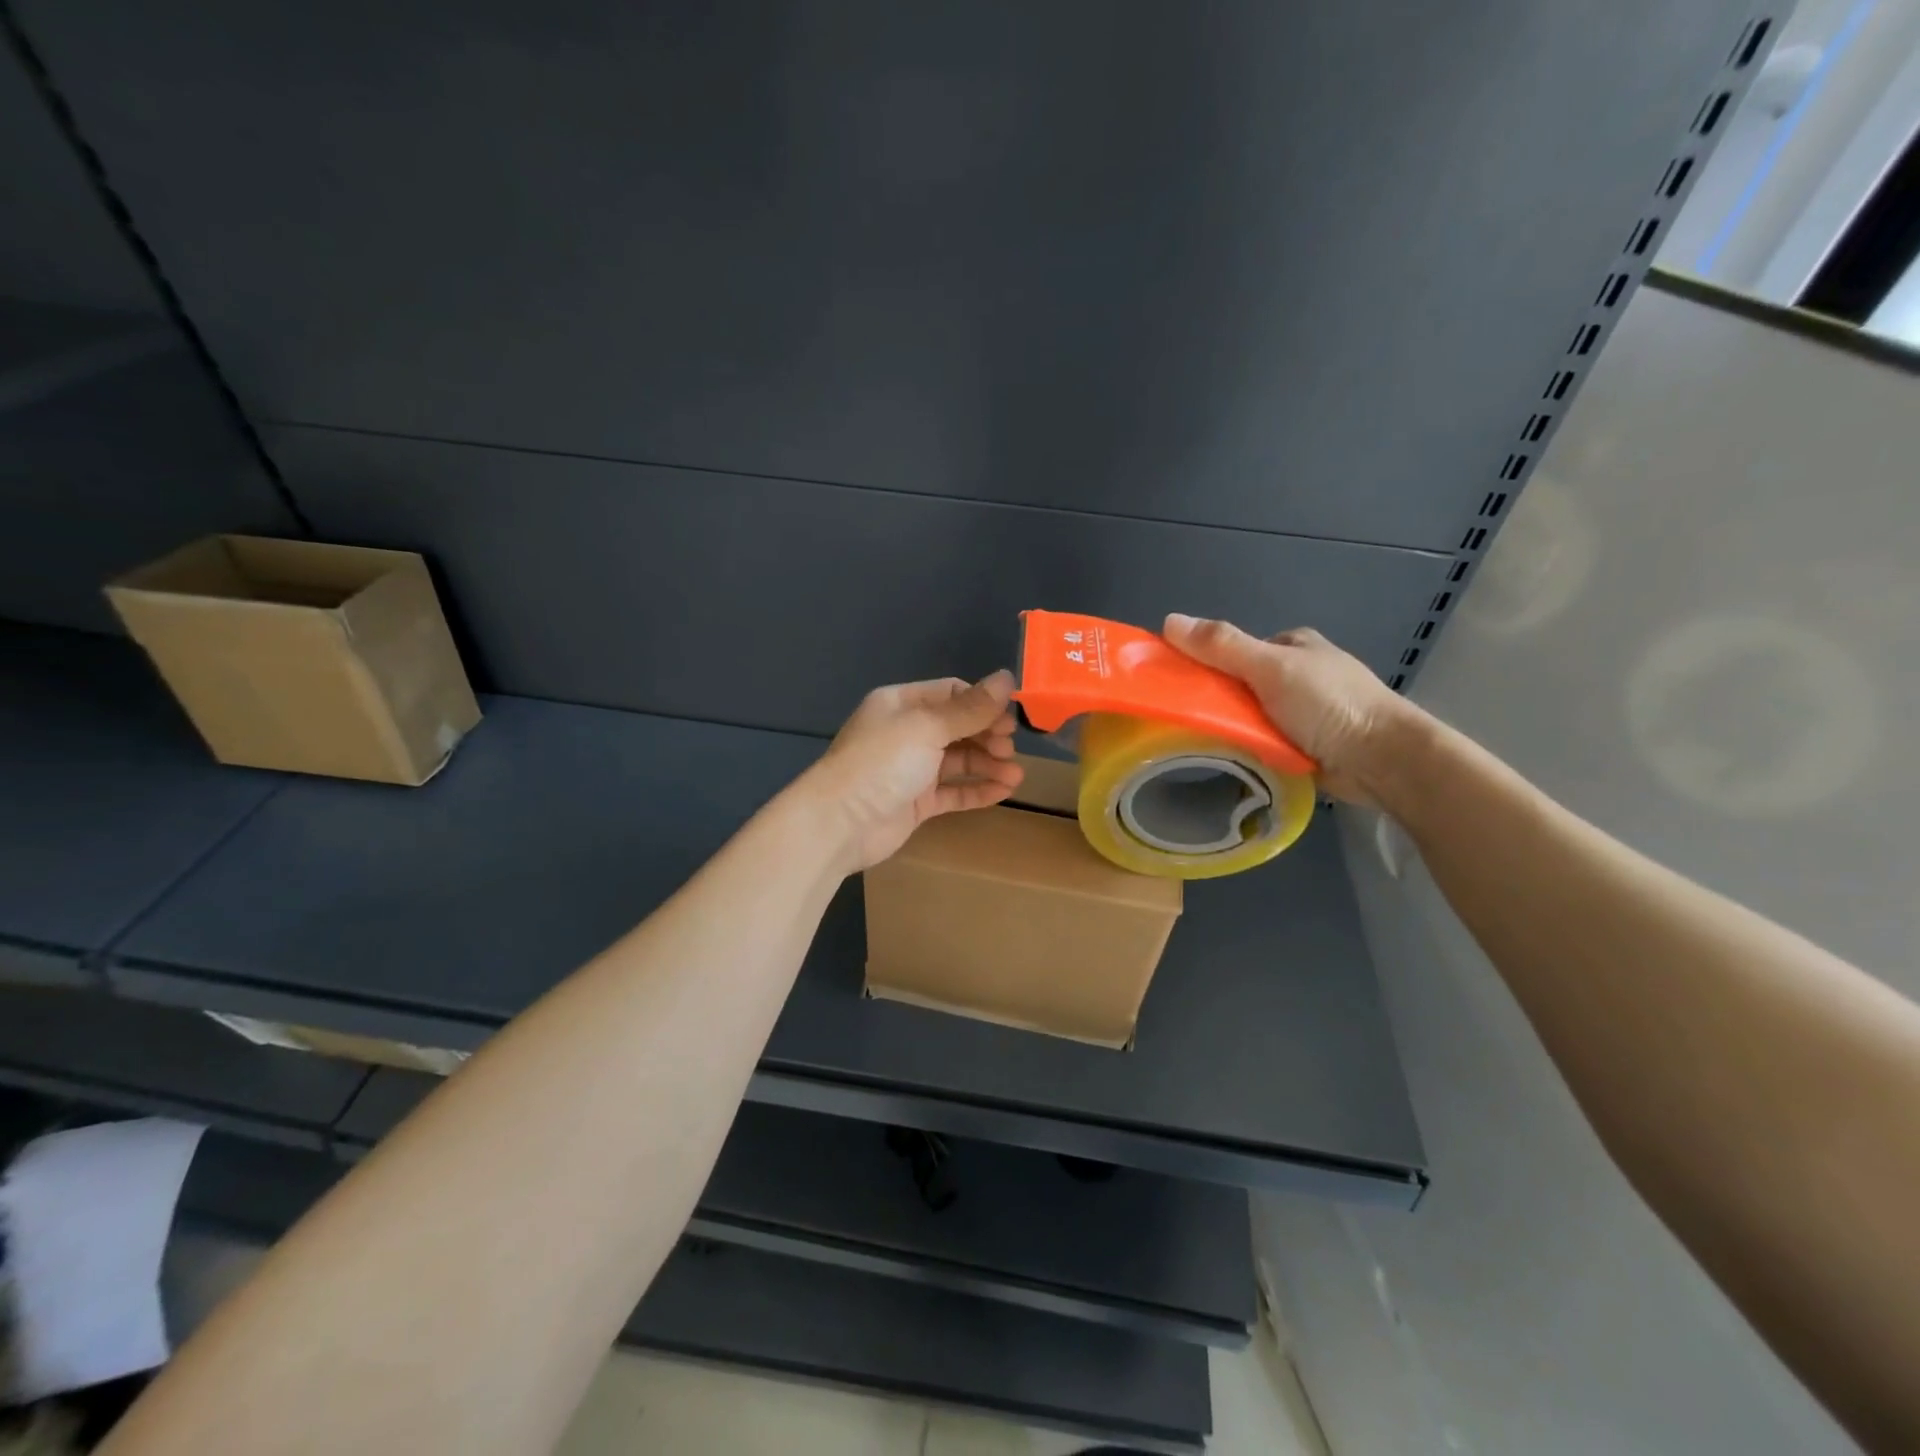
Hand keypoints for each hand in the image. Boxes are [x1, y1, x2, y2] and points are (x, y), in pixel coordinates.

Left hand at [802, 671, 1024, 872]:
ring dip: (988, 764)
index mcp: (901, 704)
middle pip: (958, 727)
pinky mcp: (916, 802)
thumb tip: (1006, 677)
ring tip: (1015, 775)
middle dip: (987, 736)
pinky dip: (977, 790)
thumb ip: (970, 708)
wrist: (840, 823)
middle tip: (1010, 750)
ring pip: (958, 761)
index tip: (1010, 719)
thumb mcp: (927, 727)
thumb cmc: (881, 763)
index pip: (951, 693)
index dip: (983, 703)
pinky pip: (953, 791)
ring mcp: (911, 769)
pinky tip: (1003, 791)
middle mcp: (906, 733)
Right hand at [1161, 615, 1420, 806]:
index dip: (1203, 662)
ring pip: (1248, 716)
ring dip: (1230, 729)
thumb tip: (1169, 620)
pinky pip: (1262, 742)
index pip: (1233, 649)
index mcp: (1292, 646)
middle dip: (1216, 701)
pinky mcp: (1304, 745)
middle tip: (1187, 720)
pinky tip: (1230, 759)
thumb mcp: (1271, 667)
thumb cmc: (1329, 704)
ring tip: (1201, 744)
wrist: (1382, 760)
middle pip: (1238, 684)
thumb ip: (1222, 646)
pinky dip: (1247, 749)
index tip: (1176, 684)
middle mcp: (1297, 675)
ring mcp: (1302, 712)